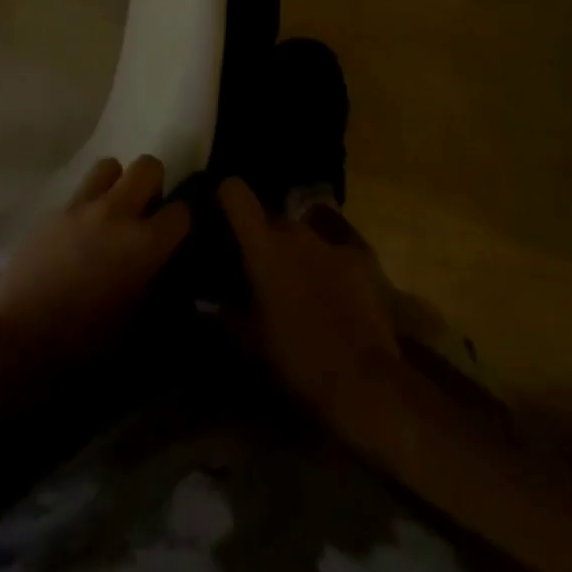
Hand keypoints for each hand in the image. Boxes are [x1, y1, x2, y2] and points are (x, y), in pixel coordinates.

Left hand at [0, 156, 191, 358]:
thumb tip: (166, 274)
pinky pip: (79, 191)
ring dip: (117, 184)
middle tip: (145, 213)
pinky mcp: (53, 211)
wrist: (21, 342)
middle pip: (148, 166)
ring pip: (110, 165)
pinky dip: (88, 203)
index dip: (181, 222)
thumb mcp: (137, 324)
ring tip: (111, 212)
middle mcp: (117, 213)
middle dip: (153, 185)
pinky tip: (80, 232)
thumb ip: (158, 289)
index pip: (181, 211)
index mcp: (144, 244)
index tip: (174, 237)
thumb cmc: (86, 345)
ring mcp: (82, 207)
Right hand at [218, 177, 402, 421]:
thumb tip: (209, 300)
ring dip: (297, 247)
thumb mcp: (251, 341)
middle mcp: (295, 230)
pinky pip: (339, 240)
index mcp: (263, 244)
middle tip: (262, 269)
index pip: (235, 192)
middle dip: (265, 237)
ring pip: (305, 229)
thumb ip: (226, 312)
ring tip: (299, 278)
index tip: (222, 213)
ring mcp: (332, 239)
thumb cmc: (296, 359)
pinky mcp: (362, 254)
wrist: (362, 380)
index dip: (226, 196)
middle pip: (272, 217)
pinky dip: (331, 254)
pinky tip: (334, 280)